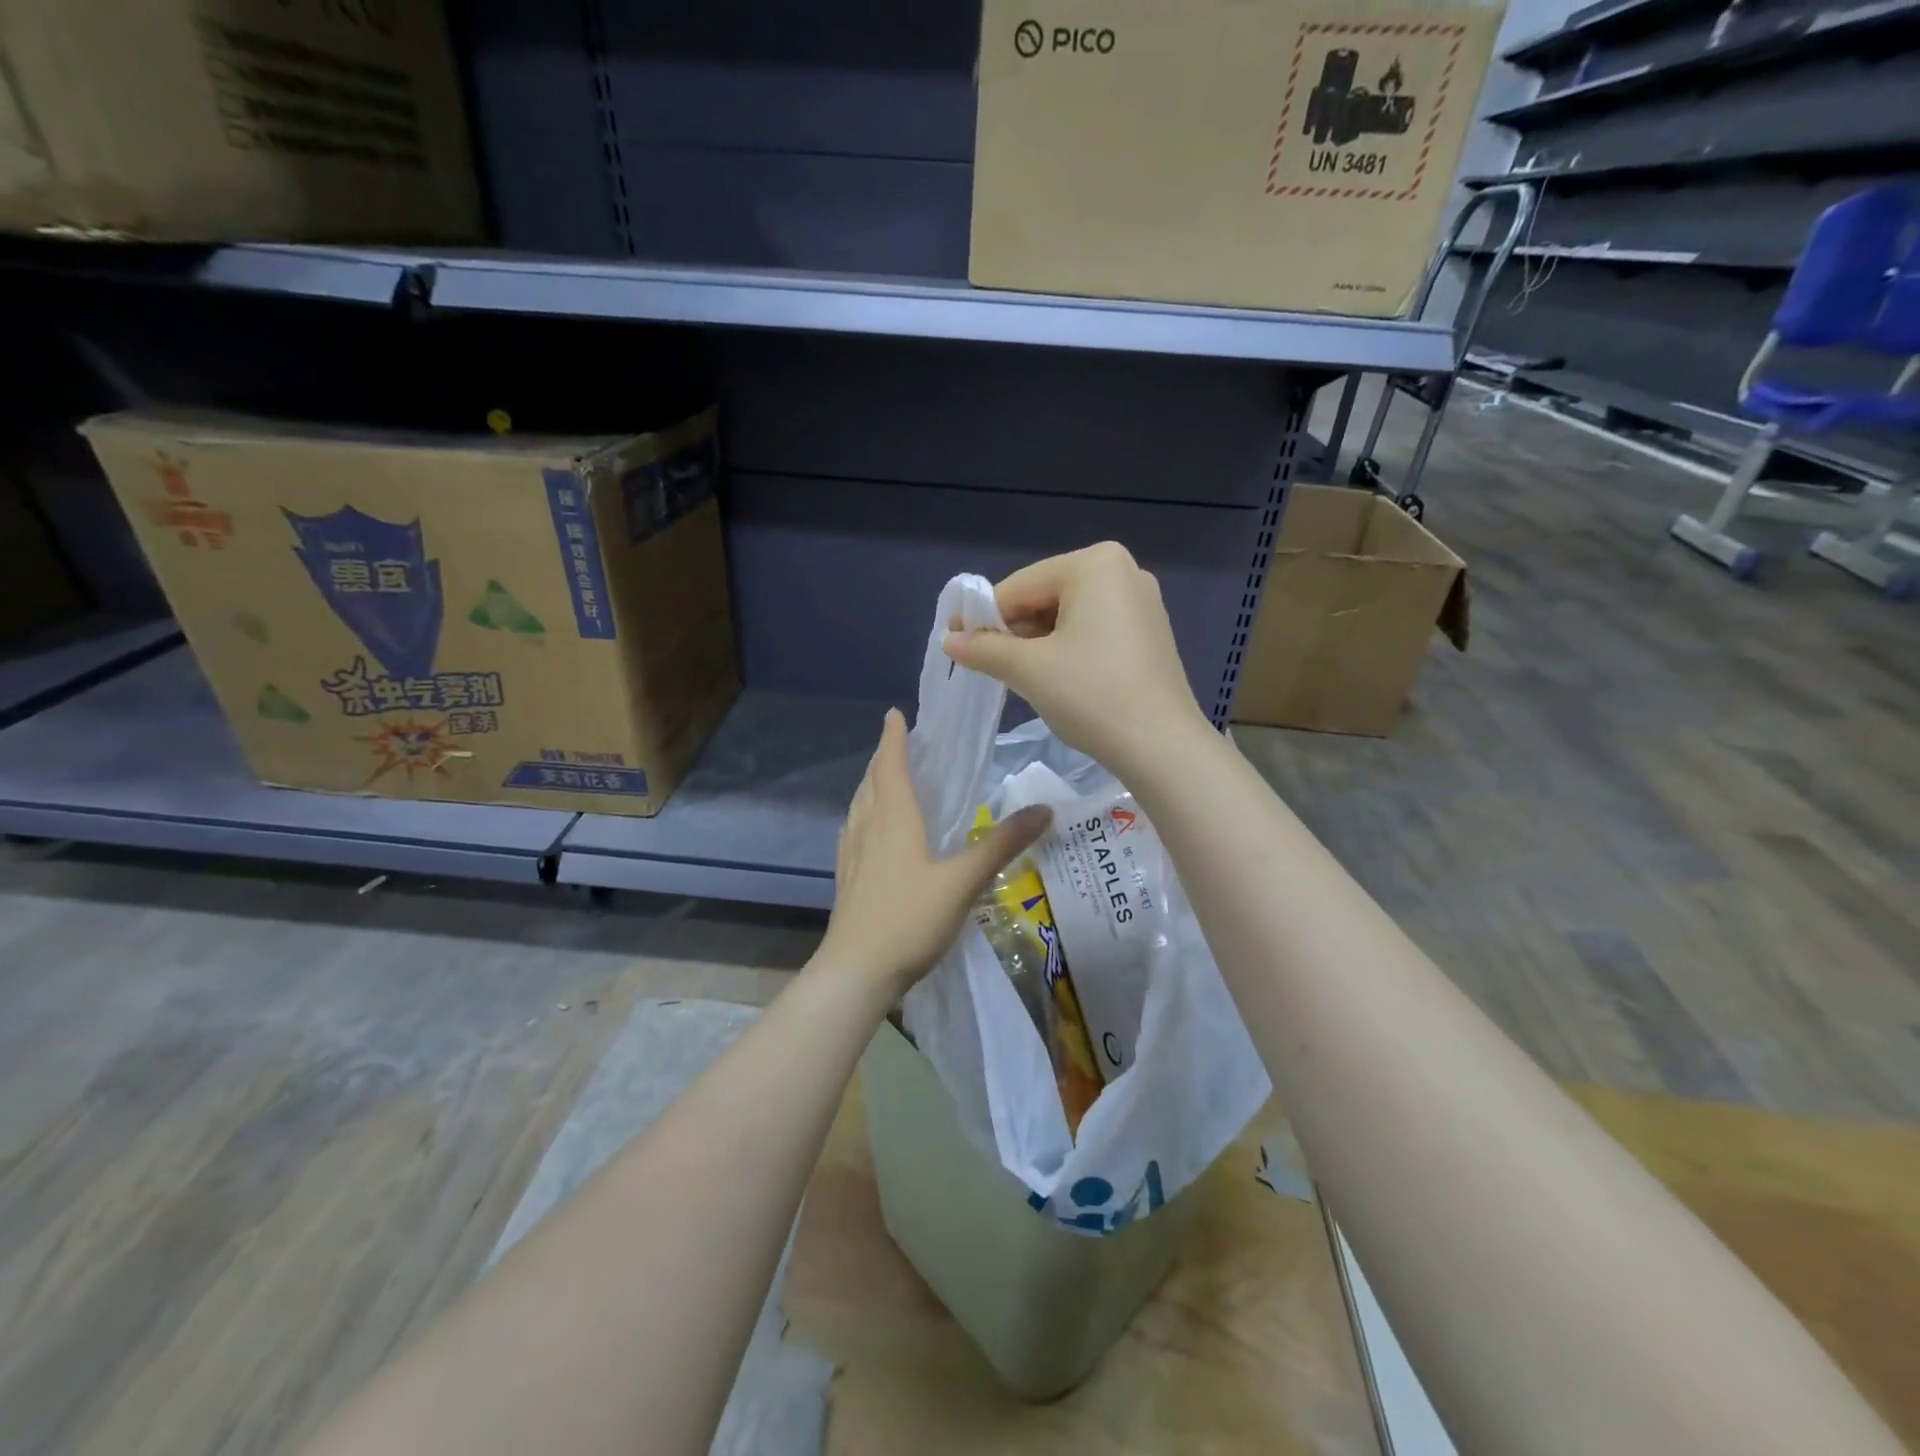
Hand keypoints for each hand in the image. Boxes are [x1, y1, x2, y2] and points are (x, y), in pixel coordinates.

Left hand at [818, 709, 1051, 999]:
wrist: (857, 971)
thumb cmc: (910, 919)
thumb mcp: (964, 881)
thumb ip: (1002, 844)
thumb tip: (1045, 809)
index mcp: (894, 819)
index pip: (892, 765)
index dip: (894, 738)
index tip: (894, 714)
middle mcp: (868, 828)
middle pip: (872, 782)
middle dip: (883, 758)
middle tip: (897, 743)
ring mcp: (853, 855)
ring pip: (859, 807)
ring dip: (871, 786)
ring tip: (883, 779)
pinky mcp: (847, 880)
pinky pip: (853, 832)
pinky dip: (862, 816)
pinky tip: (868, 831)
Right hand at [943, 543, 1211, 777]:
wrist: (1161, 746)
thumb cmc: (1092, 695)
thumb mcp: (1029, 669)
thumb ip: (984, 648)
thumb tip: (948, 640)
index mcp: (1095, 564)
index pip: (1019, 586)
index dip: (983, 616)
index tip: (955, 643)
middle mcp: (1123, 571)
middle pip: (1045, 597)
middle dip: (1013, 630)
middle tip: (986, 664)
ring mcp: (1141, 602)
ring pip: (1068, 616)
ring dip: (1037, 643)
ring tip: (1015, 675)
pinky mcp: (1149, 633)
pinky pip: (1093, 630)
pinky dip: (1066, 649)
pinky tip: (1053, 678)